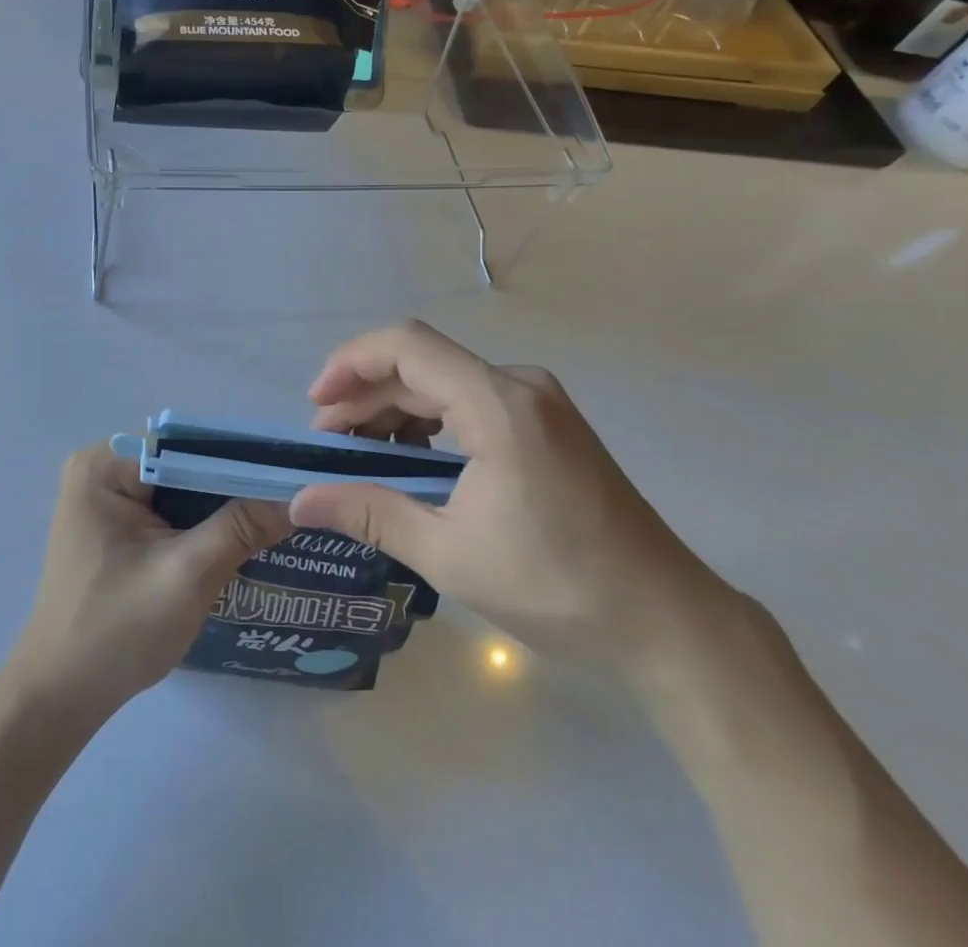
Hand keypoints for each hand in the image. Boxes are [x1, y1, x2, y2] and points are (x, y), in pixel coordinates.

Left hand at [8, 442, 291, 722]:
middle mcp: (102, 468)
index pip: (186, 443)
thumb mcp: (188, 575)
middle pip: (184, 462)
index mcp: (104, 465)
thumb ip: (242, 527)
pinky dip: (202, 522)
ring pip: (181, 487)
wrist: (60, 698)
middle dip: (234, 482)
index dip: (240, 456)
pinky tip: (241, 535)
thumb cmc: (117, 632)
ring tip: (279, 512)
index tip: (292, 473)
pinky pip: (169, 508)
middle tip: (292, 496)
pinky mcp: (115, 526)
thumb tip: (300, 494)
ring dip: (222, 504)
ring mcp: (106, 497)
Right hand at [288, 321, 720, 665]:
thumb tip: (300, 502)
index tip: (316, 406)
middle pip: (421, 365)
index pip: (406, 347)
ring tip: (361, 456)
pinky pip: (472, 402)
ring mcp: (538, 402)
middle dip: (366, 396)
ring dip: (396, 411)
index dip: (351, 364)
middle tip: (327, 444)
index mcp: (497, 404)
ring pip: (445, 382)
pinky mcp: (548, 424)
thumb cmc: (558, 586)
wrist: (667, 620)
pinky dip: (431, 423)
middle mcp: (519, 385)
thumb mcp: (450, 554)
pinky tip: (412, 461)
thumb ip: (370, 514)